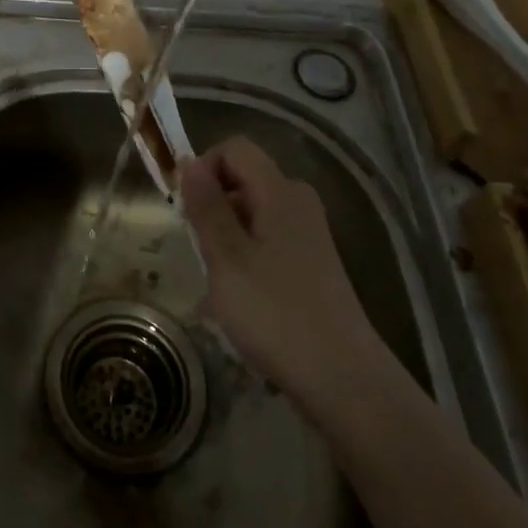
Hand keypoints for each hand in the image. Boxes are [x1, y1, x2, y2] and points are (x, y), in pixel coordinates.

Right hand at [178, 136, 382, 408]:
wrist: (342, 379)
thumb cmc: (275, 313)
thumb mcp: (226, 257)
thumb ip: (206, 206)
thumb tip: (188, 161)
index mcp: (280, 191)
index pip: (234, 149)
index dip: (203, 168)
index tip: (185, 210)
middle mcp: (298, 202)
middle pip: (243, 179)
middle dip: (212, 207)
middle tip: (197, 252)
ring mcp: (308, 234)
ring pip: (251, 214)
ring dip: (224, 238)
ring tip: (213, 284)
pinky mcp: (311, 263)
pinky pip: (266, 241)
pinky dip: (244, 258)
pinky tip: (235, 300)